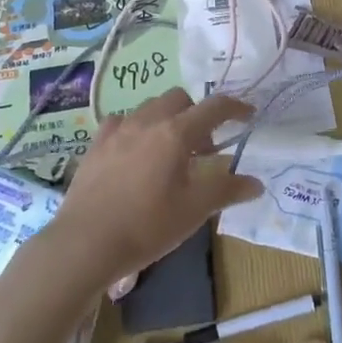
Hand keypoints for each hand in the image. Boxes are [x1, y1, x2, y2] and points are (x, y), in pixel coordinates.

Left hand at [45, 89, 261, 289]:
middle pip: (180, 99)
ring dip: (167, 119)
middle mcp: (148, 121)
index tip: (248, 115)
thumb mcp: (194, 211)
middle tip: (203, 147)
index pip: (214, 107)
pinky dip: (136, 128)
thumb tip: (256, 183)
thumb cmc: (147, 226)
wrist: (85, 243)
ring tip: (169, 151)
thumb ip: (227, 190)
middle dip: (197, 114)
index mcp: (177, 133)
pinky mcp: (95, 144)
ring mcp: (118, 130)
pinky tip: (134, 152)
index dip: (235, 107)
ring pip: (150, 107)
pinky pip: (121, 122)